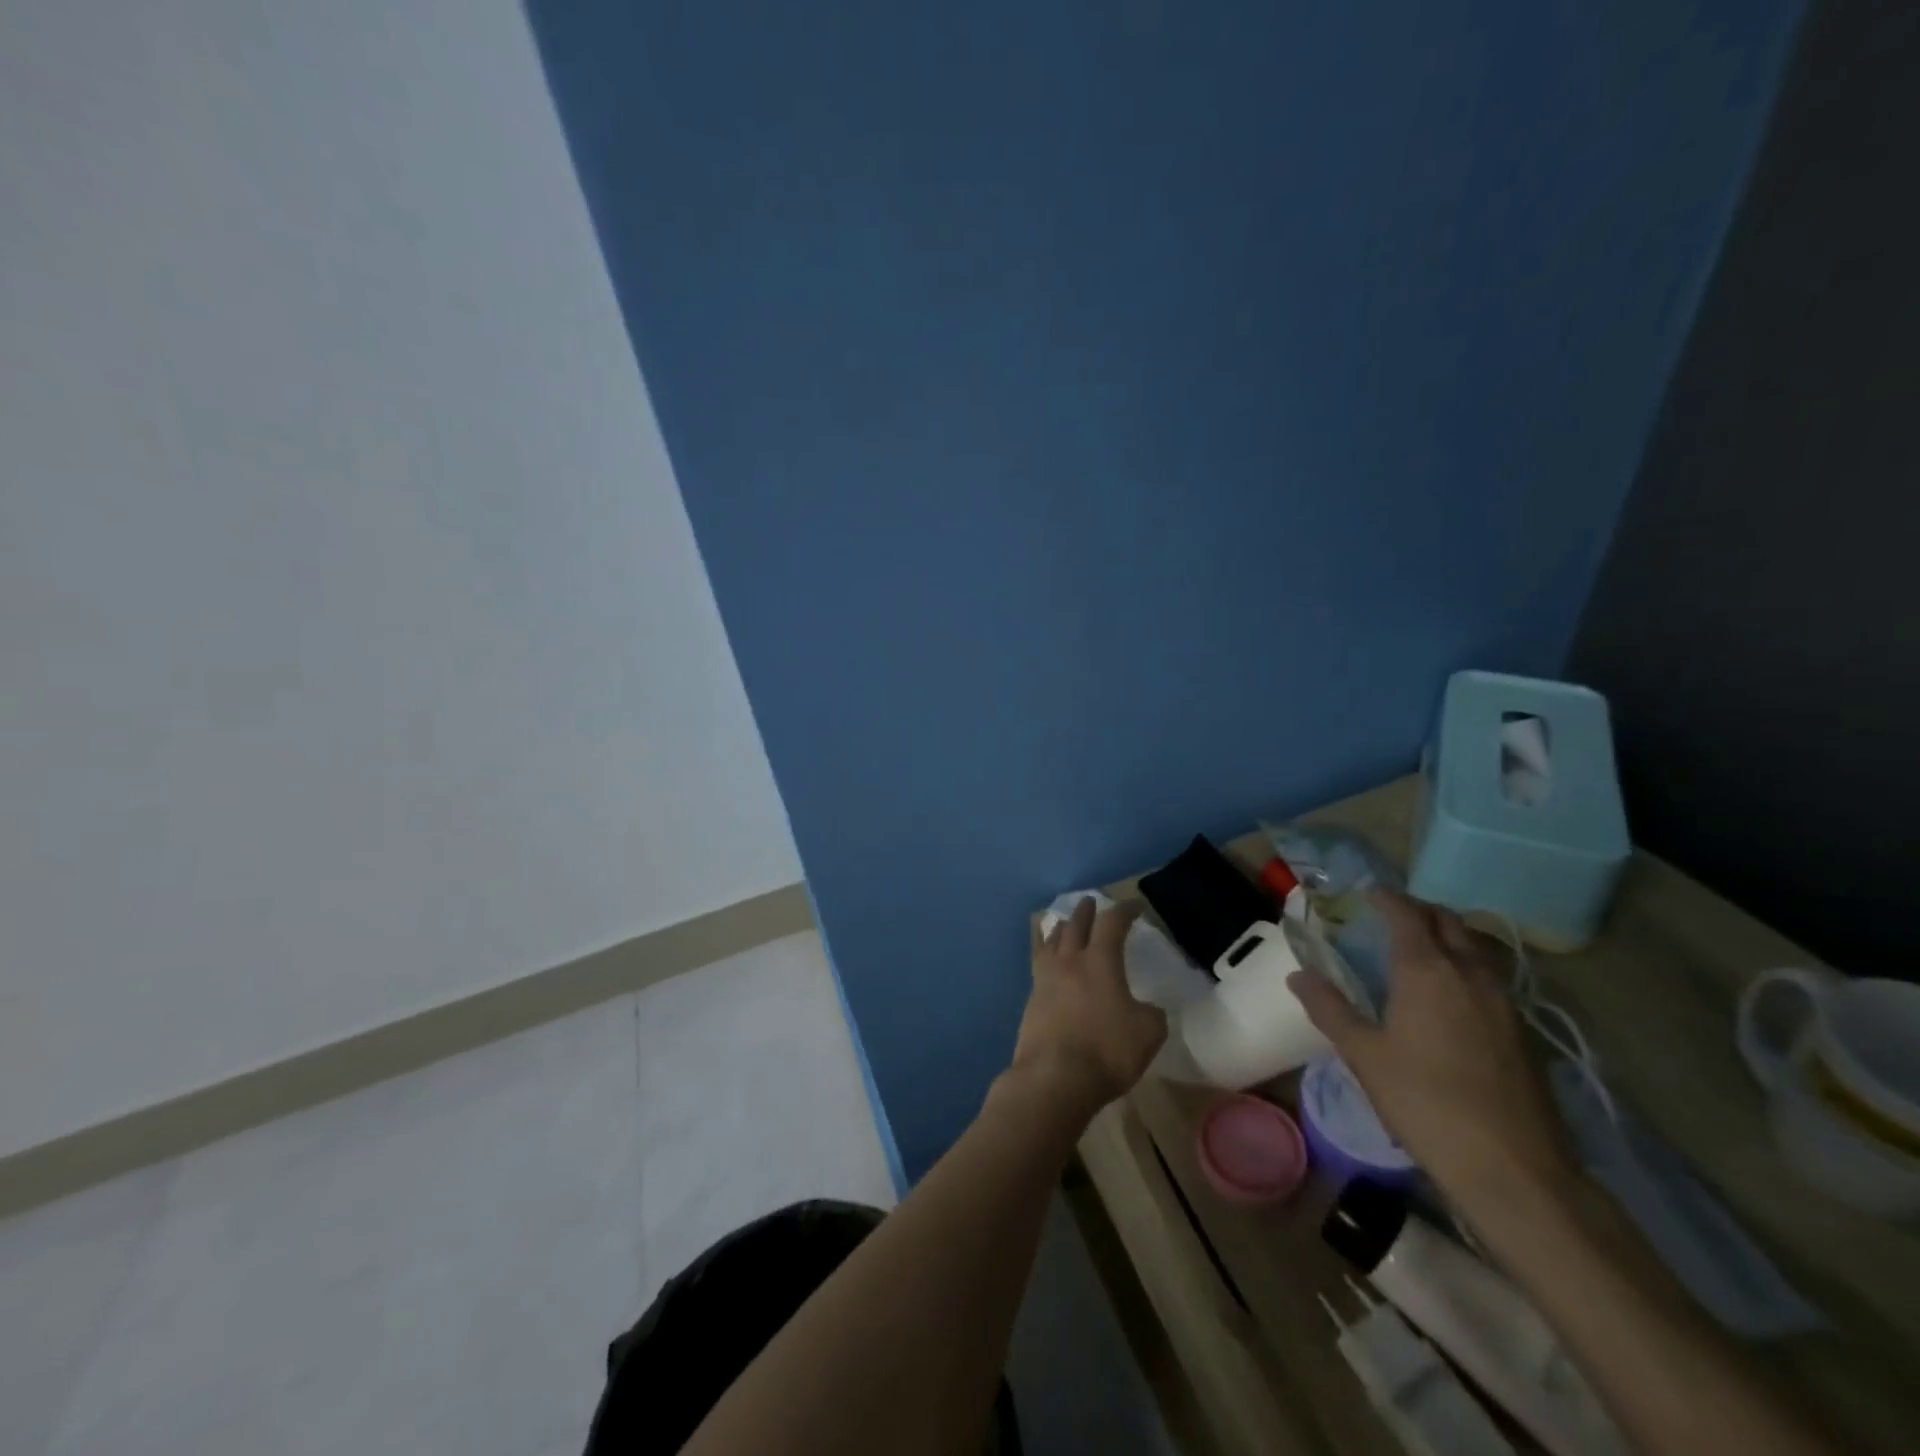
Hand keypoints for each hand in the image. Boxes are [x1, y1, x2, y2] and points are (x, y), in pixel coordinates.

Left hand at [1009, 898, 1166, 1119]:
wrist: (1054, 1077)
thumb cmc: (1106, 1050)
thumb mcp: (1148, 1033)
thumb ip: (1151, 1014)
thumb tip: (1145, 1008)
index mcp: (1100, 962)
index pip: (1112, 924)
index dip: (1124, 911)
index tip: (1134, 905)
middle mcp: (1069, 962)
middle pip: (1075, 925)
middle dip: (1086, 912)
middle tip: (1091, 902)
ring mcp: (1045, 980)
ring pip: (1051, 941)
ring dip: (1060, 928)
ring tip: (1063, 924)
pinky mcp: (1031, 1000)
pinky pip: (1038, 964)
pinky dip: (1046, 954)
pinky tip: (1048, 962)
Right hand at [1288, 889, 1576, 1211]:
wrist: (1514, 1169)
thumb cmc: (1426, 1103)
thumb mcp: (1364, 1055)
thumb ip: (1329, 1008)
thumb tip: (1298, 975)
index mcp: (1427, 970)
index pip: (1407, 914)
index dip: (1386, 898)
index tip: (1367, 893)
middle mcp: (1470, 973)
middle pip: (1450, 921)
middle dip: (1420, 910)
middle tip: (1392, 918)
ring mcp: (1505, 1001)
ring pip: (1478, 946)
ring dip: (1450, 935)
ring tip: (1422, 950)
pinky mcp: (1524, 1030)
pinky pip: (1493, 976)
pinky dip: (1469, 965)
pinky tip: (1453, 995)